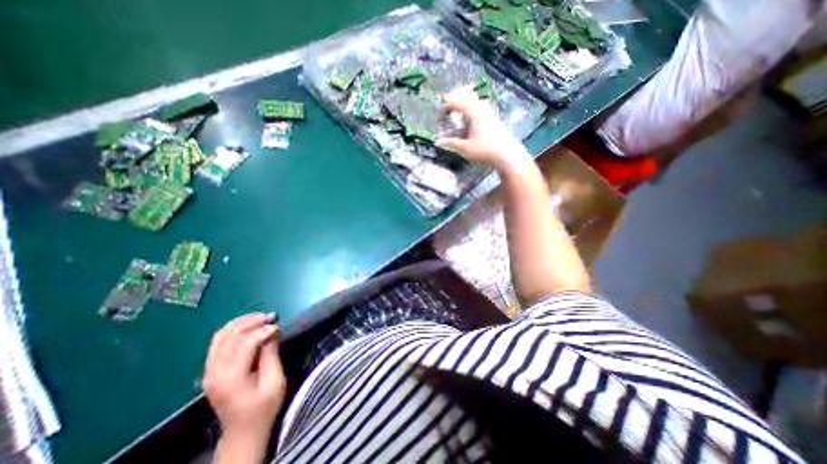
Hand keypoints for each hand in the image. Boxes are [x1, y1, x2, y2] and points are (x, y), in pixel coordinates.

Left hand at [203, 312, 287, 442]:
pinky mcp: (210, 370)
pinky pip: (218, 342)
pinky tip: (247, 325)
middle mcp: (214, 371)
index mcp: (231, 377)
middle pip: (230, 335)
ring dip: (241, 322)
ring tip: (260, 317)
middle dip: (252, 321)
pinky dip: (233, 329)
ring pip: (220, 335)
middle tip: (272, 316)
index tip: (279, 327)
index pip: (245, 343)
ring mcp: (209, 371)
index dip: (263, 331)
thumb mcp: (275, 382)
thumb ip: (271, 355)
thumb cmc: (263, 407)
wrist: (242, 432)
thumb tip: (272, 332)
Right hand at [435, 86, 532, 170]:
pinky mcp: (496, 121)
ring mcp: (492, 115)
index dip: (450, 102)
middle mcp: (484, 111)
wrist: (507, 155)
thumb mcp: (465, 148)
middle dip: (459, 99)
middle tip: (450, 102)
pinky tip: (475, 116)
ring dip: (469, 102)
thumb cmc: (485, 151)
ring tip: (461, 107)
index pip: (461, 103)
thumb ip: (452, 143)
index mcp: (475, 115)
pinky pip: (484, 109)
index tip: (442, 102)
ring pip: (479, 102)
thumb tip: (438, 142)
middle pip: (471, 98)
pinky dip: (475, 108)